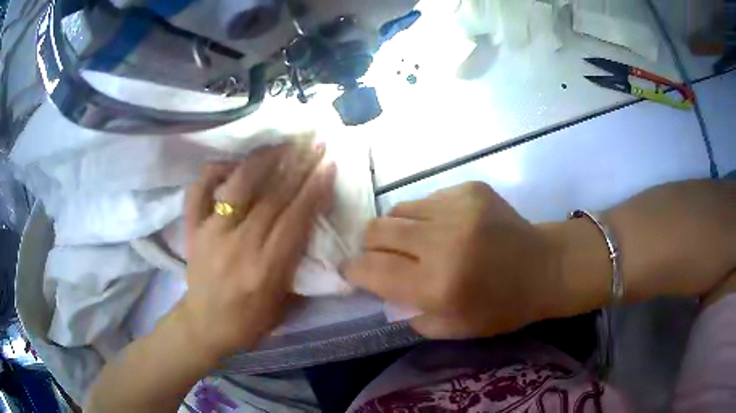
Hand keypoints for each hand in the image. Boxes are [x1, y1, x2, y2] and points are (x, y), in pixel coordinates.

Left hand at [181, 143, 334, 359]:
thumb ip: (298, 265)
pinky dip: (213, 171)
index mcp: (266, 269)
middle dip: (298, 166)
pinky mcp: (192, 228)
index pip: (295, 219)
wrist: (204, 325)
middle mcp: (239, 245)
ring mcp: (211, 233)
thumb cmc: (249, 321)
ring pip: (238, 186)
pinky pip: (199, 190)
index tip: (329, 165)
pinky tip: (231, 163)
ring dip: (263, 160)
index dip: (314, 189)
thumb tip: (311, 227)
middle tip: (315, 144)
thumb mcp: (284, 303)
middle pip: (273, 197)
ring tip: (282, 144)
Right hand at [343, 182, 562, 338]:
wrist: (544, 267)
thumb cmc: (501, 307)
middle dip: (370, 245)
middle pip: (376, 229)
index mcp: (437, 285)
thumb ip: (407, 312)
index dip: (354, 269)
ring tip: (418, 240)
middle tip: (384, 256)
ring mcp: (457, 208)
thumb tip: (381, 288)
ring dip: (398, 228)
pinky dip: (426, 216)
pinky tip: (448, 228)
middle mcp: (442, 242)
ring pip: (398, 209)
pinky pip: (427, 199)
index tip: (352, 270)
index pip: (371, 269)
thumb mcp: (452, 328)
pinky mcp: (469, 189)